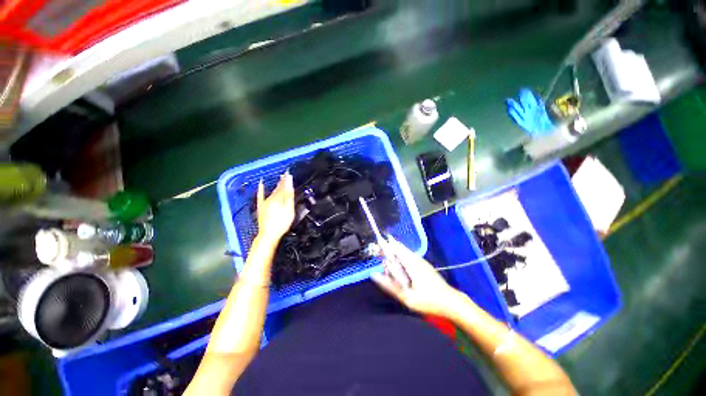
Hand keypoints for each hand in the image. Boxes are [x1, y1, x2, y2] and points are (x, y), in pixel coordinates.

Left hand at [256, 172, 294, 244]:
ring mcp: (265, 203)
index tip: (289, 174)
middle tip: (286, 175)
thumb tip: (289, 183)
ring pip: (272, 192)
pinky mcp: (261, 207)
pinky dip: (261, 189)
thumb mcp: (288, 209)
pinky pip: (260, 196)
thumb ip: (289, 196)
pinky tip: (260, 184)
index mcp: (278, 198)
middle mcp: (270, 198)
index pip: (284, 187)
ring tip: (280, 179)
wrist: (268, 234)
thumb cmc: (281, 223)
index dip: (287, 180)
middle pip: (278, 189)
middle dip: (282, 182)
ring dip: (276, 185)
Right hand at [371, 237, 464, 317]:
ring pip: (406, 251)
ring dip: (396, 250)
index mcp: (411, 264)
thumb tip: (374, 275)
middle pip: (400, 248)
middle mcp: (416, 259)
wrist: (451, 302)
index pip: (395, 249)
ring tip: (387, 254)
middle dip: (389, 247)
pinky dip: (402, 255)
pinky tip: (399, 261)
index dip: (386, 245)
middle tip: (379, 250)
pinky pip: (410, 256)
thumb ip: (390, 286)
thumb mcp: (407, 297)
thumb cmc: (428, 301)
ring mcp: (422, 262)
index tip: (377, 244)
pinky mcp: (425, 265)